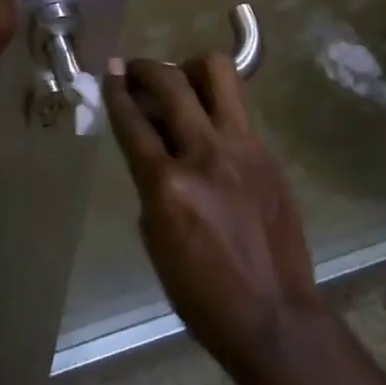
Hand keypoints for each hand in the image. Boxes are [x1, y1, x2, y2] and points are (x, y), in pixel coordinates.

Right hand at [106, 55, 324, 377]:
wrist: (275, 317)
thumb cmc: (202, 292)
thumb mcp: (156, 237)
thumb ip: (150, 181)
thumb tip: (150, 139)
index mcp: (168, 184)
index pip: (133, 121)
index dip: (116, 90)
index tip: (111, 70)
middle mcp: (205, 154)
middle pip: (172, 83)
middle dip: (147, 67)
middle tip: (138, 69)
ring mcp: (243, 148)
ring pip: (218, 73)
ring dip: (192, 68)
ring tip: (182, 82)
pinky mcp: (267, 153)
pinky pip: (238, 109)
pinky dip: (217, 104)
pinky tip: (210, 123)